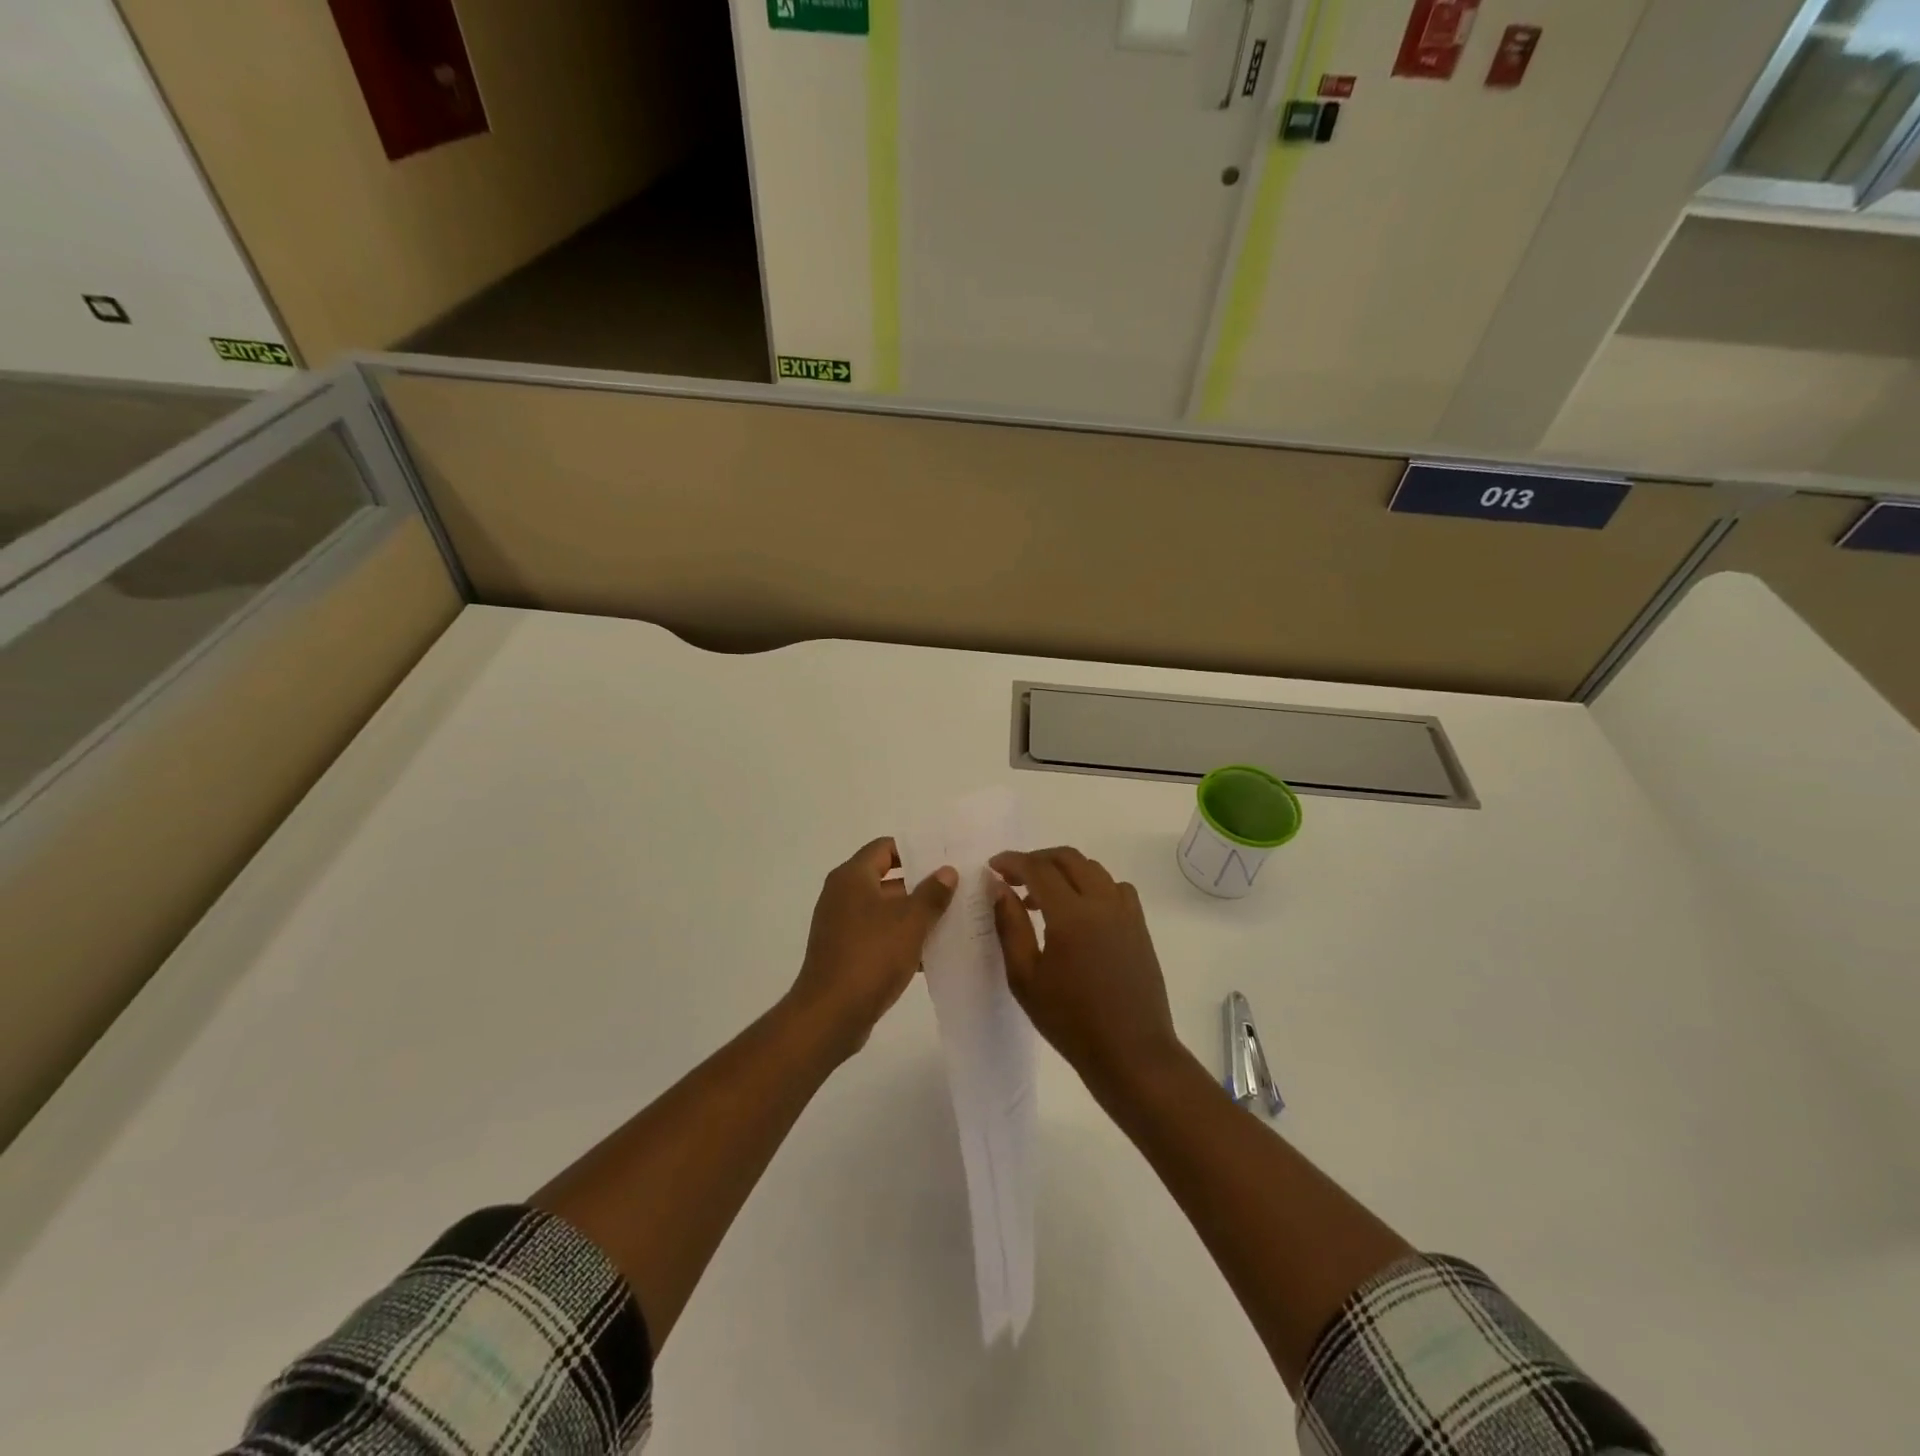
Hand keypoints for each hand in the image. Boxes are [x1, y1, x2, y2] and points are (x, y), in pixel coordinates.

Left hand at [789, 838, 956, 1058]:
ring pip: (886, 911)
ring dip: (915, 916)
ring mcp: (842, 926)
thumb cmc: (871, 956)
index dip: (915, 850)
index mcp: (853, 878)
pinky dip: (902, 940)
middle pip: (887, 879)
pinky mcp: (846, 953)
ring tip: (953, 920)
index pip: (885, 848)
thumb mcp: (910, 921)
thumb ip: (932, 893)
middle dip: (921, 885)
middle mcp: (843, 895)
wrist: (830, 1014)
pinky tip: (932, 954)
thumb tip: (947, 871)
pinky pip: (879, 937)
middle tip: (957, 890)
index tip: (944, 858)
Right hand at [989, 847, 1184, 1092]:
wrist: (1131, 1052)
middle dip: (1037, 859)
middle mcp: (1102, 902)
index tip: (993, 866)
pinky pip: (1115, 887)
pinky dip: (1092, 885)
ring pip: (1093, 869)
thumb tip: (1000, 888)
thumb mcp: (1025, 978)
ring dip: (1064, 871)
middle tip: (1014, 877)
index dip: (1013, 861)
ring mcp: (1126, 912)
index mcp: (1071, 915)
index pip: (1038, 868)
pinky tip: (1080, 912)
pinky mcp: (1139, 925)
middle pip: (1068, 858)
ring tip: (1042, 898)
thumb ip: (1010, 926)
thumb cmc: (1070, 1021)